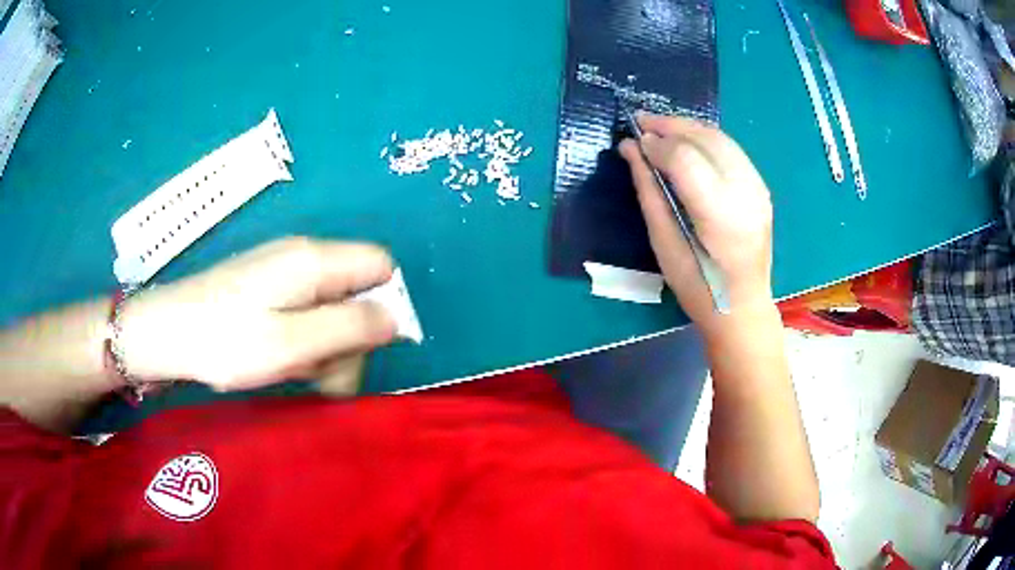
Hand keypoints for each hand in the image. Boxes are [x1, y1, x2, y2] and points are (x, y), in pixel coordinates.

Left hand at [117, 237, 396, 392]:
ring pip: (332, 308)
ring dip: (325, 346)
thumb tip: (395, 319)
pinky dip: (304, 341)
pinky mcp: (269, 290)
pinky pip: (306, 314)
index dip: (385, 305)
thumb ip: (349, 328)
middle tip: (319, 372)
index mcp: (314, 261)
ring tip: (292, 369)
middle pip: (358, 292)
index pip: (382, 266)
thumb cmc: (224, 340)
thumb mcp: (291, 344)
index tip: (361, 347)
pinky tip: (280, 359)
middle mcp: (305, 258)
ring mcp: (285, 274)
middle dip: (350, 337)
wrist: (165, 333)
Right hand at [619, 114, 774, 330]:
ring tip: (661, 127)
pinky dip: (706, 139)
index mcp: (721, 215)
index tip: (634, 141)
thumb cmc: (698, 287)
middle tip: (642, 121)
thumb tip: (632, 149)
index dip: (657, 144)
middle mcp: (745, 194)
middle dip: (671, 125)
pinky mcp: (761, 189)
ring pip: (721, 138)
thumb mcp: (664, 243)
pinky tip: (687, 142)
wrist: (743, 307)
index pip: (686, 159)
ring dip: (688, 127)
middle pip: (706, 139)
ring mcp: (758, 189)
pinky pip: (731, 151)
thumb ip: (649, 190)